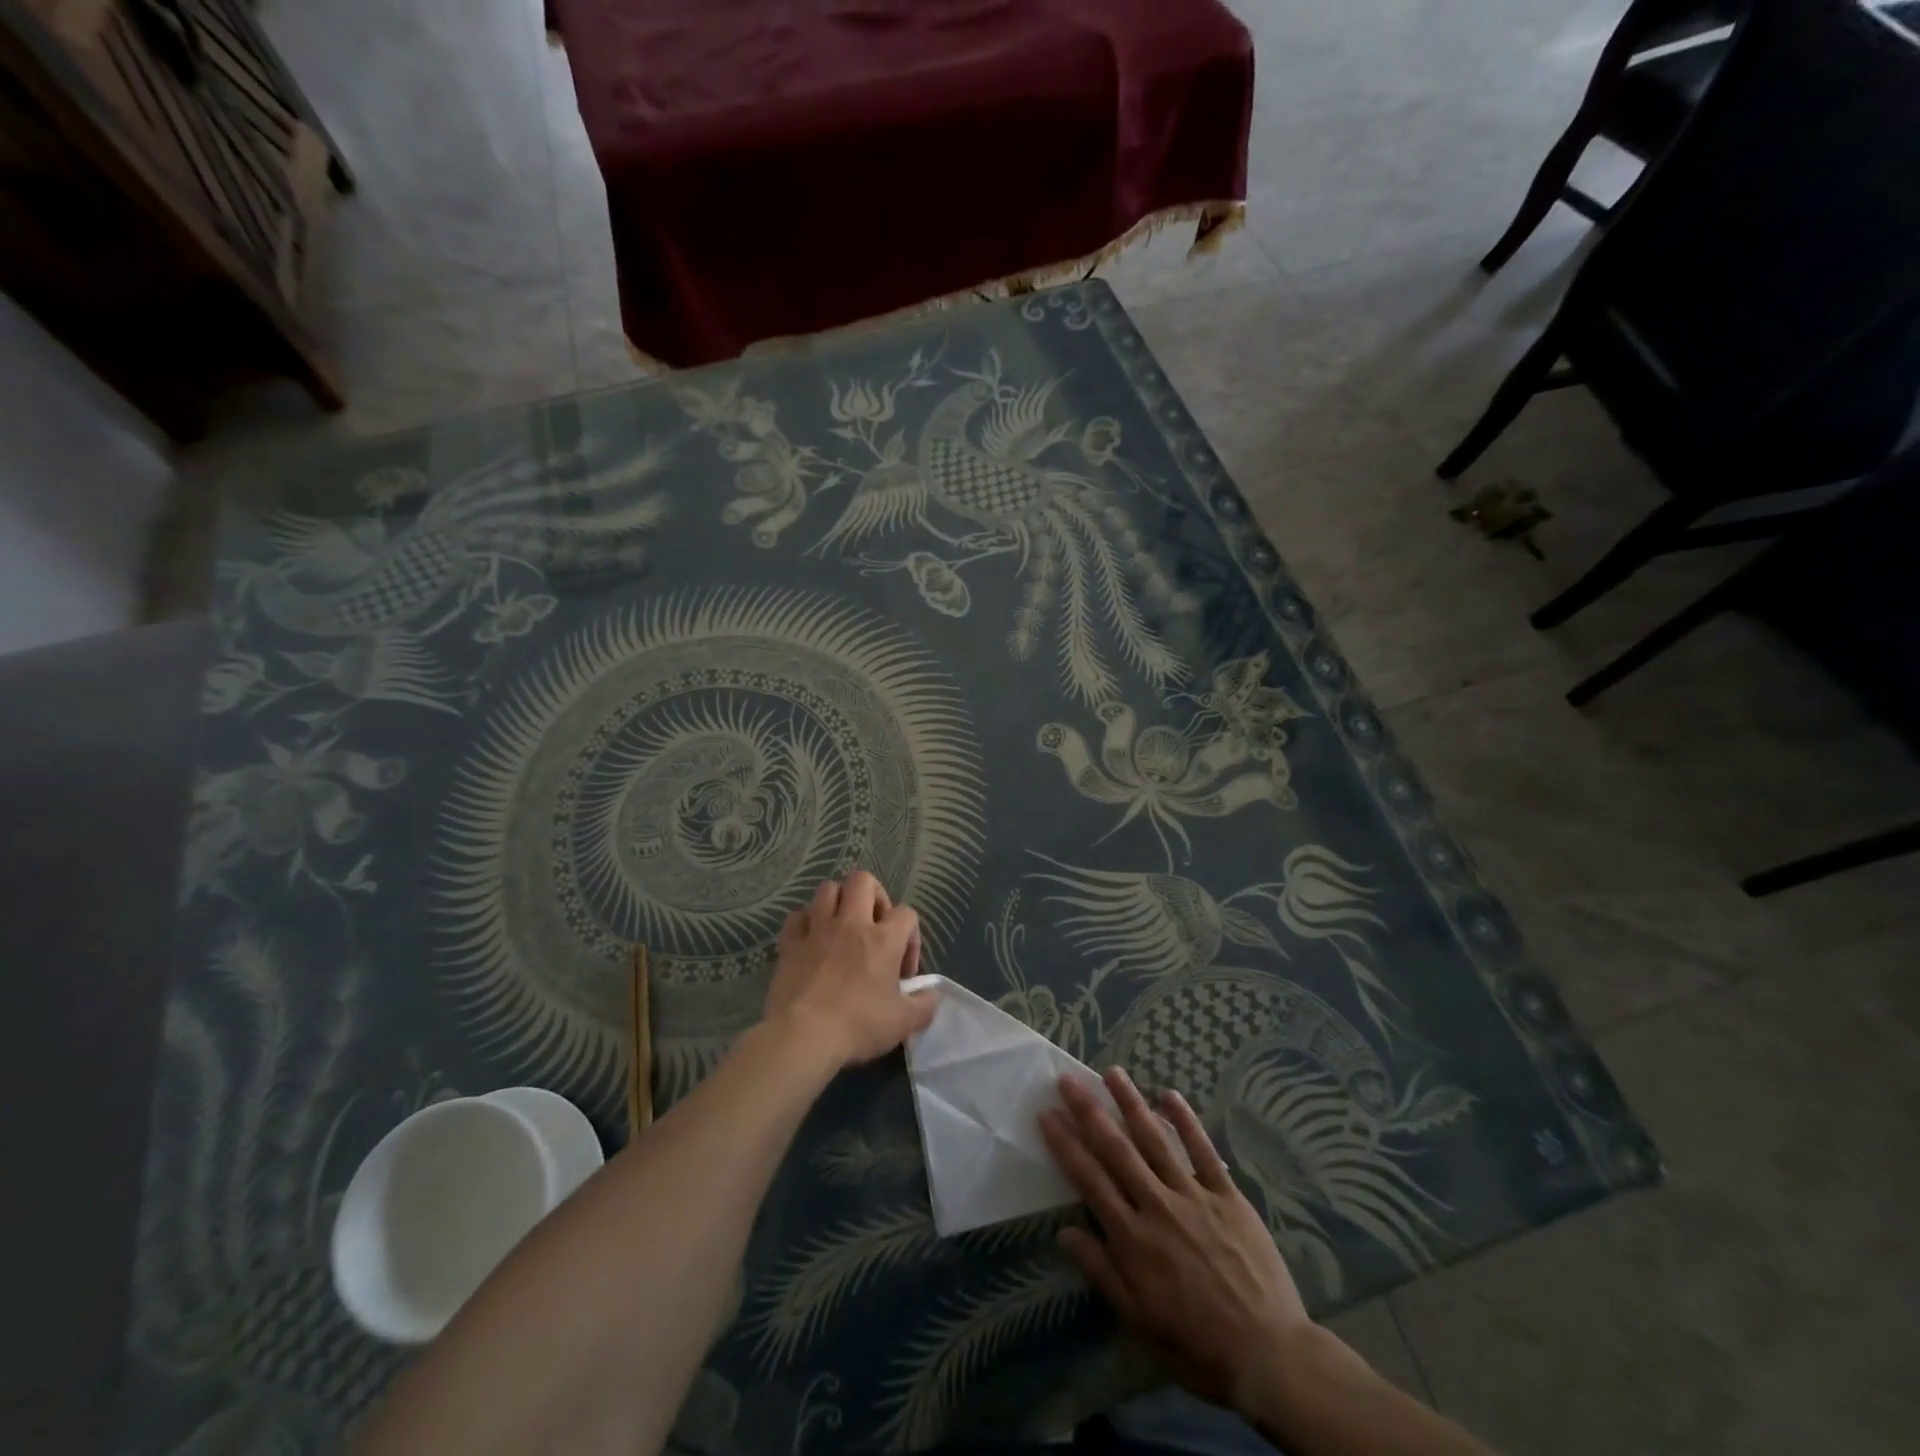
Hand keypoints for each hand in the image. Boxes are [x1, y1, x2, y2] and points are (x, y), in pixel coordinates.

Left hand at [762, 873, 934, 1069]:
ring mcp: (817, 930)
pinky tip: (811, 938)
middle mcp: (851, 924)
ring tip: (843, 926)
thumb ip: (925, 1005)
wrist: (803, 1036)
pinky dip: (806, 921)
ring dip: (838, 901)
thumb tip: (931, 995)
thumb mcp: (904, 1023)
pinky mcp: (790, 943)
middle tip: (875, 925)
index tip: (903, 971)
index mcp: (883, 939)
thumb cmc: (858, 1026)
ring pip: (828, 889)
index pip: (907, 913)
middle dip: (874, 896)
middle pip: (863, 880)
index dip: (911, 936)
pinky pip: (797, 916)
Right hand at [1040, 1068, 1311, 1413]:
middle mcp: (1158, 1206)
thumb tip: (1065, 1231)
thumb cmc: (1196, 1346)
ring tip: (1112, 1072)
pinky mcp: (1228, 1197)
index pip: (1090, 1180)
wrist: (1269, 1356)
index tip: (1047, 1115)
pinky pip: (1204, 1151)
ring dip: (1131, 1103)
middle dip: (1090, 1112)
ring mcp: (1194, 1197)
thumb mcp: (1140, 1322)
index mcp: (1133, 1239)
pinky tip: (1170, 1094)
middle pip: (1117, 1150)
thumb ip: (1102, 1272)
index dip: (1066, 1145)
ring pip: (1156, 1140)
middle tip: (1069, 1080)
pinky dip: (1187, 1121)